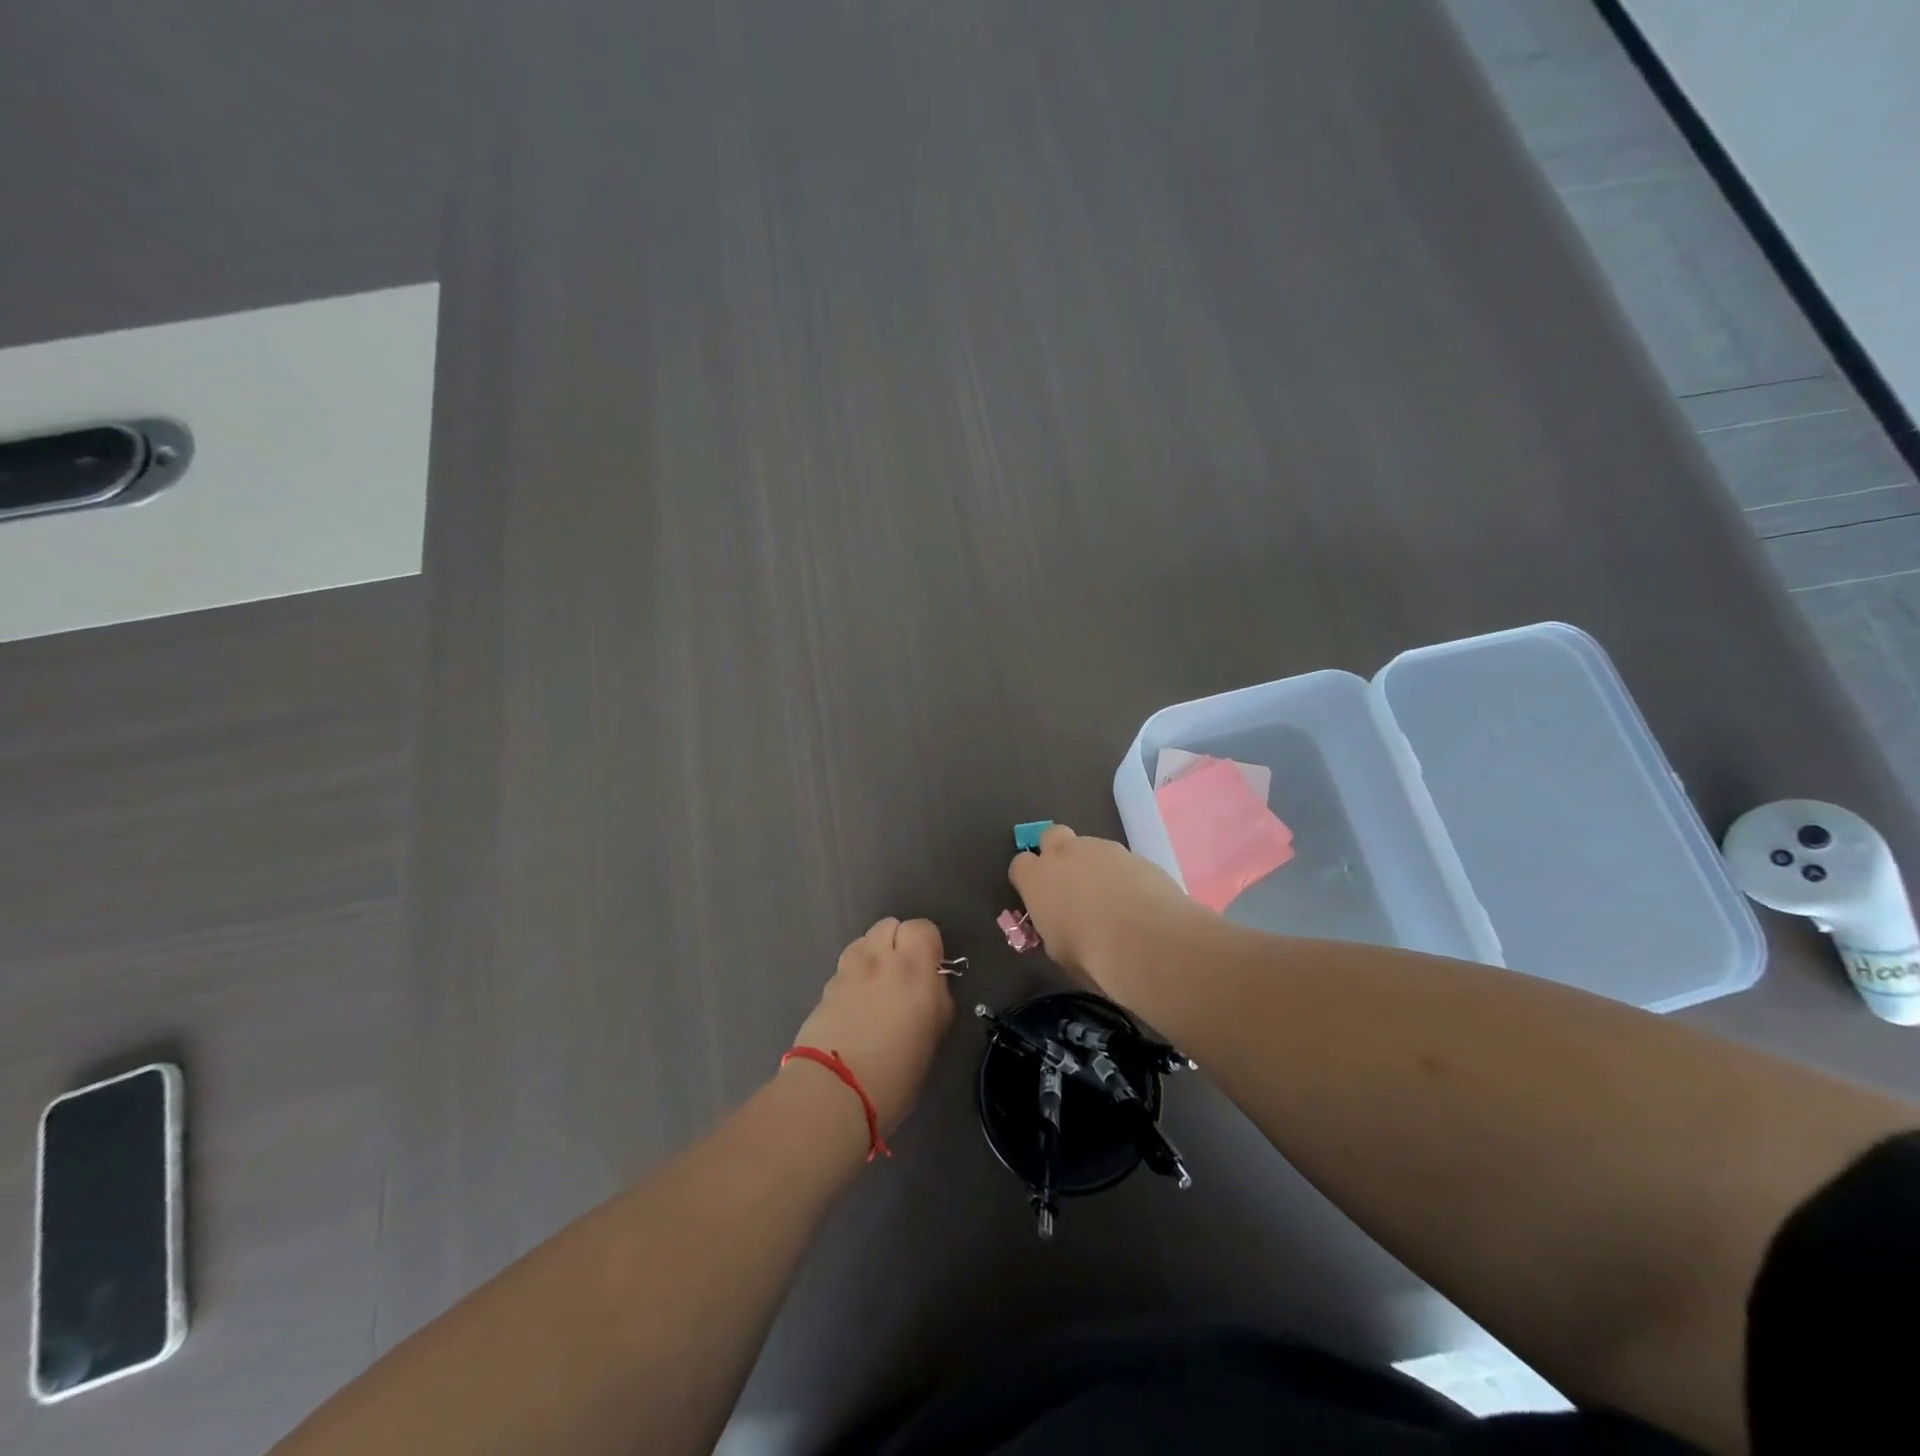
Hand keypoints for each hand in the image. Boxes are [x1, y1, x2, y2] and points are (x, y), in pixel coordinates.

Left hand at [789, 918, 955, 1135]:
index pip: (923, 928)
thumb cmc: (896, 1074)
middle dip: (897, 942)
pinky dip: (853, 977)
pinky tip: (855, 1007)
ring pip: (864, 941)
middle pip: (889, 925)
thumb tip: (931, 985)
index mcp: (915, 970)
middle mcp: (881, 961)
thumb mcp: (933, 1036)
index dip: (927, 944)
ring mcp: (848, 972)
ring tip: (877, 986)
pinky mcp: (825, 988)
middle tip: (902, 974)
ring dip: (873, 955)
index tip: (929, 968)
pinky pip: (845, 968)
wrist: (833, 1093)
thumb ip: (935, 999)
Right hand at [1007, 824, 1208, 995]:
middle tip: (1069, 882)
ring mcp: (1102, 849)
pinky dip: (1122, 875)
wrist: (1147, 939)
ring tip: (1110, 898)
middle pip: (1051, 836)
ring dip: (1093, 865)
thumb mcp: (1058, 951)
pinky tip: (1135, 901)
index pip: (1019, 865)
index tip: (1039, 897)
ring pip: (1090, 847)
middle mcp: (1065, 854)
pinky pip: (1120, 860)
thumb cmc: (1090, 954)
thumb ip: (1053, 929)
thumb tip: (1061, 928)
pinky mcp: (1134, 854)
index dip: (1029, 879)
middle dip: (1056, 853)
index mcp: (1037, 878)